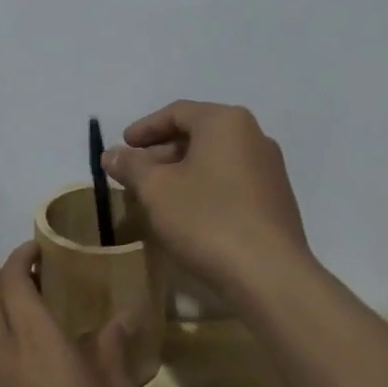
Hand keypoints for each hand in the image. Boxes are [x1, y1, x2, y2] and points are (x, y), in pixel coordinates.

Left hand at [0, 242, 147, 386]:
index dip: (21, 260)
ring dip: (5, 312)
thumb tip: (121, 317)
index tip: (39, 247)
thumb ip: (114, 349)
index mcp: (35, 344)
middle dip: (8, 281)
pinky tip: (42, 356)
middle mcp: (6, 359)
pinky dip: (8, 343)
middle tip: (42, 275)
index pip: (14, 285)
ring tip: (44, 311)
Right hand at [101, 101, 311, 294]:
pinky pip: (231, 181)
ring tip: (156, 195)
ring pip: (215, 159)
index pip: (176, 112)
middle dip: (162, 152)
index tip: (122, 146)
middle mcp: (253, 136)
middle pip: (198, 134)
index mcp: (225, 122)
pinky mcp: (275, 199)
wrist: (269, 274)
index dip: (144, 128)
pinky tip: (187, 213)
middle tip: (134, 173)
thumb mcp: (156, 190)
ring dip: (182, 172)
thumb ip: (131, 166)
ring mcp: (269, 169)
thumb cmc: (206, 219)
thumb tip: (112, 153)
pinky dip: (204, 187)